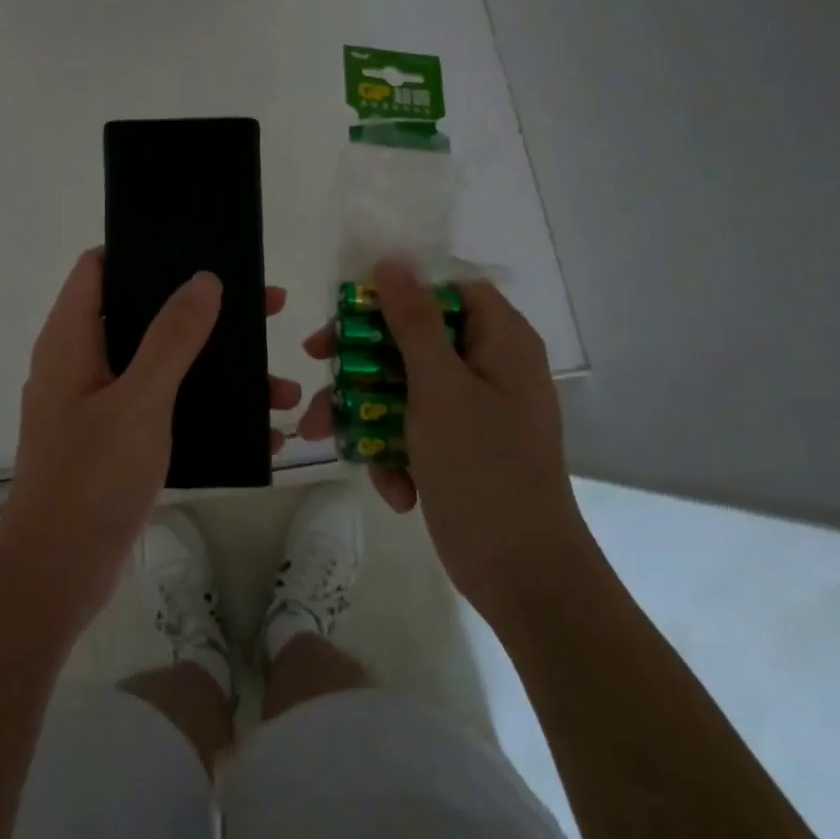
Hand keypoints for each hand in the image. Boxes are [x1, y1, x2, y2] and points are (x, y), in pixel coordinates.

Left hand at [0, 249, 301, 635]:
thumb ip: (171, 338)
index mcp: (71, 339)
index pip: (99, 267)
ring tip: (279, 386)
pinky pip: (165, 407)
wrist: (57, 575)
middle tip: (264, 308)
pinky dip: (205, 410)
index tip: (198, 248)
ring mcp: (97, 403)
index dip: (143, 249)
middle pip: (143, 313)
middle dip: (203, 312)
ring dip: (216, 370)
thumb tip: (203, 279)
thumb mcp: (139, 401)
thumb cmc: (90, 478)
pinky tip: (257, 431)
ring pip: (162, 365)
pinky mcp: (114, 440)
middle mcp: (80, 362)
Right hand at [298, 258, 585, 618]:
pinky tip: (392, 487)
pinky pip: (411, 429)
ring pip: (401, 386)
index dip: (399, 291)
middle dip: (361, 358)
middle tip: (316, 362)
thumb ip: (413, 322)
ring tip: (321, 434)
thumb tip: (393, 261)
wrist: (523, 577)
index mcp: (499, 342)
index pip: (446, 290)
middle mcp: (488, 368)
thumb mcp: (439, 387)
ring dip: (362, 410)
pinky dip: (393, 452)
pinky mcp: (455, 449)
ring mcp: (471, 411)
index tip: (352, 308)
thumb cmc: (483, 468)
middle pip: (413, 338)